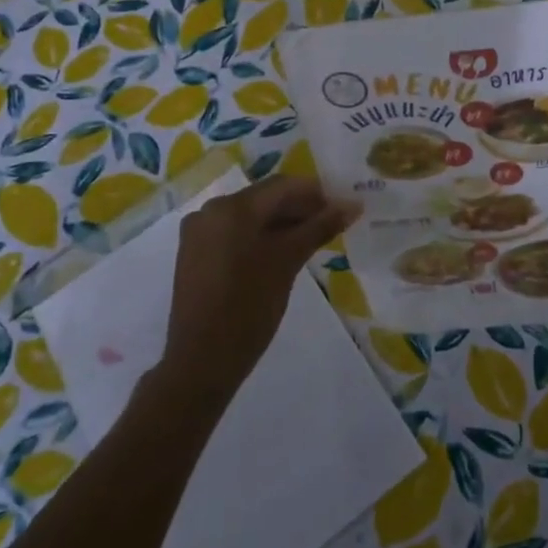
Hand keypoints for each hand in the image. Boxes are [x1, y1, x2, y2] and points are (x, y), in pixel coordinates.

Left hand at [161, 177, 360, 400]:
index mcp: (232, 208)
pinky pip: (235, 233)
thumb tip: (353, 204)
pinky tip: (282, 254)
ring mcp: (199, 233)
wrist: (202, 361)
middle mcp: (210, 211)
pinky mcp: (195, 254)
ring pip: (250, 216)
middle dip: (300, 208)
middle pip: (265, 198)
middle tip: (332, 226)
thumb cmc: (249, 307)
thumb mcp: (288, 262)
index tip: (343, 208)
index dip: (316, 193)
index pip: (283, 186)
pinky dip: (260, 237)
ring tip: (312, 241)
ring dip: (282, 223)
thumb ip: (320, 227)